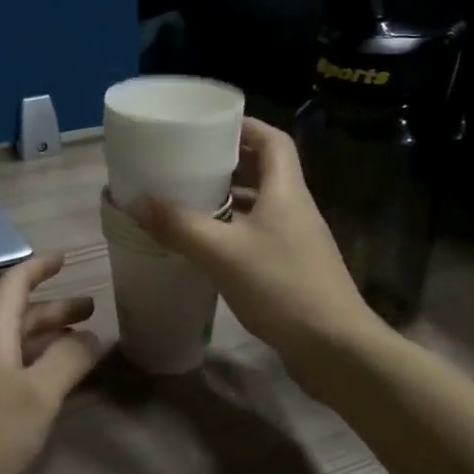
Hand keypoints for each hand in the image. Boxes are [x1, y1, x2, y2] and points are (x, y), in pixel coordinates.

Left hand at [0, 252, 103, 473]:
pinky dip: (25, 364)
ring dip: (40, 340)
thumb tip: (92, 336)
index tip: (64, 259)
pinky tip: (37, 387)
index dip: (39, 268)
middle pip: (14, 316)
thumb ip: (67, 362)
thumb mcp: (38, 397)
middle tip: (89, 311)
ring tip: (72, 348)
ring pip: (6, 345)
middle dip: (53, 311)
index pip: (14, 285)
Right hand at [129, 117, 375, 377]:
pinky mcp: (292, 268)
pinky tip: (207, 246)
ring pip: (261, 205)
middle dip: (228, 162)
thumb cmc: (282, 287)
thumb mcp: (222, 253)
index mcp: (286, 191)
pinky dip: (233, 231)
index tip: (210, 126)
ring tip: (190, 199)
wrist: (336, 348)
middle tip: (189, 162)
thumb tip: (137, 202)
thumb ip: (179, 226)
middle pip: (265, 170)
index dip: (245, 126)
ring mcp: (297, 240)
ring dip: (229, 199)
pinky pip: (259, 235)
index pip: (273, 140)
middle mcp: (295, 208)